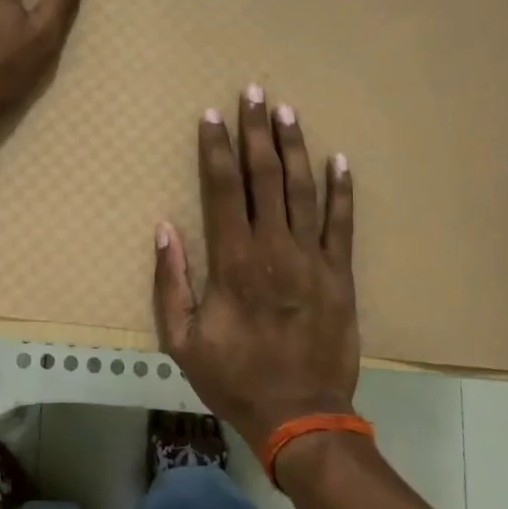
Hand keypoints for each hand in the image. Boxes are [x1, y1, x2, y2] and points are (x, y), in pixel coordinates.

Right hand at [152, 86, 357, 453]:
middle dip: (257, 131)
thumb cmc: (235, 377)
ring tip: (287, 111)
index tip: (212, 115)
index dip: (215, 149)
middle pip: (264, 176)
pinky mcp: (340, 273)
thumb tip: (164, 228)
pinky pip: (343, 223)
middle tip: (254, 92)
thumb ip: (170, 282)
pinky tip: (339, 160)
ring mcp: (312, 257)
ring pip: (302, 189)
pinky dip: (342, 190)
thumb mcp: (182, 340)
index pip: (222, 189)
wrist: (301, 416)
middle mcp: (274, 248)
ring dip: (294, 147)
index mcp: (233, 261)